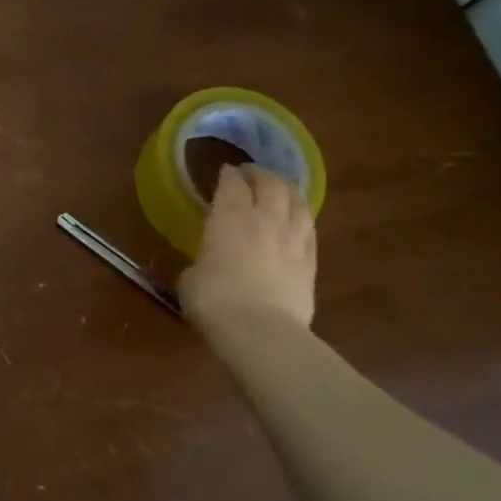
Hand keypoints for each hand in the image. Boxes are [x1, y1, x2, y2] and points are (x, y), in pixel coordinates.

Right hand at [178, 164, 316, 331]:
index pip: (232, 184)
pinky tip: (300, 220)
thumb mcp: (190, 279)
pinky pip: (310, 230)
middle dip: (261, 173)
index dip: (229, 175)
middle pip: (271, 184)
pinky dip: (303, 218)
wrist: (260, 330)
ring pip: (298, 202)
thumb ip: (200, 263)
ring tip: (281, 187)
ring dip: (289, 190)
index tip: (225, 170)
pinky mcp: (310, 262)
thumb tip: (204, 267)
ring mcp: (293, 240)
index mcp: (230, 218)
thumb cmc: (213, 300)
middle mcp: (265, 220)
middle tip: (252, 172)